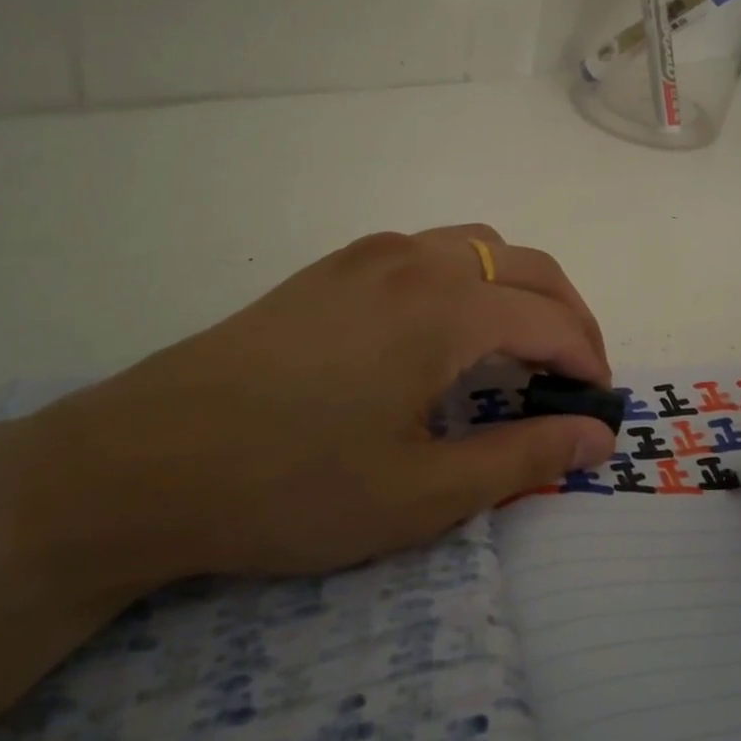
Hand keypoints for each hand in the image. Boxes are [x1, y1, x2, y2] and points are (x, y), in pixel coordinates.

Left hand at [3, 225, 616, 587]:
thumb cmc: (292, 486)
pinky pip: (428, 253)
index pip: (551, 320)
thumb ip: (522, 458)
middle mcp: (415, 261)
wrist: (141, 464)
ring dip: (517, 289)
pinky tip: (445, 333)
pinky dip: (468, 281)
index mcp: (445, 309)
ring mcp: (367, 257)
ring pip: (477, 247)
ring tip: (519, 350)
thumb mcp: (422, 493)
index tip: (599, 407)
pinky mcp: (330, 269)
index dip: (588, 361)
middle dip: (568, 316)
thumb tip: (597, 438)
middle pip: (526, 267)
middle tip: (575, 377)